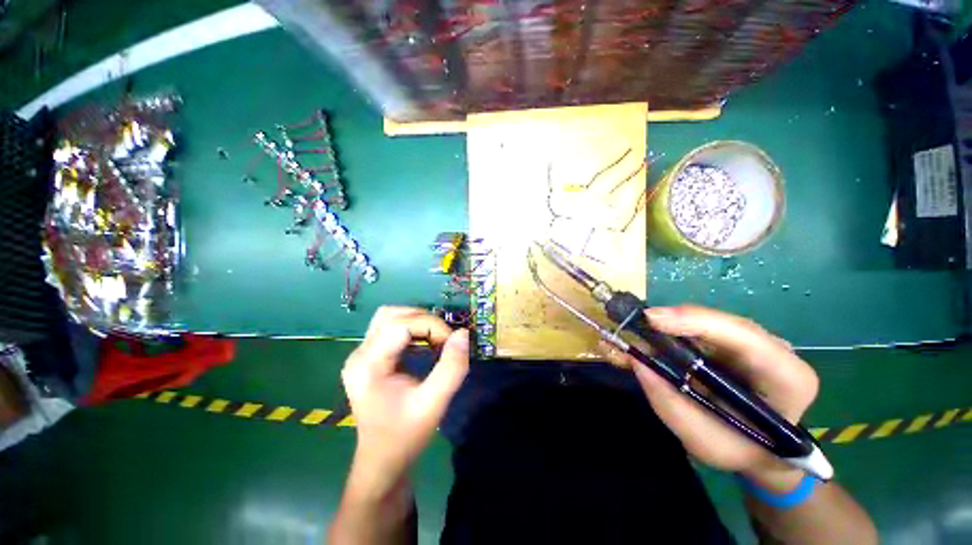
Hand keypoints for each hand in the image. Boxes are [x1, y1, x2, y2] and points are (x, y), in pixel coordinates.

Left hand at [341, 307, 469, 495]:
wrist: (383, 462)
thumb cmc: (405, 436)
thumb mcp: (433, 403)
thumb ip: (451, 367)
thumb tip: (464, 333)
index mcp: (368, 364)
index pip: (401, 324)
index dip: (432, 326)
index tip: (452, 343)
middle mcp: (359, 353)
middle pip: (393, 315)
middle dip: (425, 320)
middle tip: (445, 339)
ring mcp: (362, 354)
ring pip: (391, 317)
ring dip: (418, 321)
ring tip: (436, 338)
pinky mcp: (370, 357)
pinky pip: (391, 329)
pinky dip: (412, 329)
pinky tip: (425, 344)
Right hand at [600, 305, 818, 492]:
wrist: (764, 451)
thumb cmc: (740, 450)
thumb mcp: (703, 440)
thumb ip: (669, 403)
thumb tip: (636, 361)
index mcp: (786, 378)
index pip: (746, 338)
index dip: (698, 322)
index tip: (653, 319)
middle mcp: (776, 351)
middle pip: (725, 323)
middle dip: (679, 320)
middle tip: (639, 322)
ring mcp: (757, 343)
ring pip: (711, 322)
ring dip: (673, 324)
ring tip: (639, 330)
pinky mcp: (736, 342)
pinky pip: (704, 328)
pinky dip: (675, 329)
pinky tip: (653, 334)